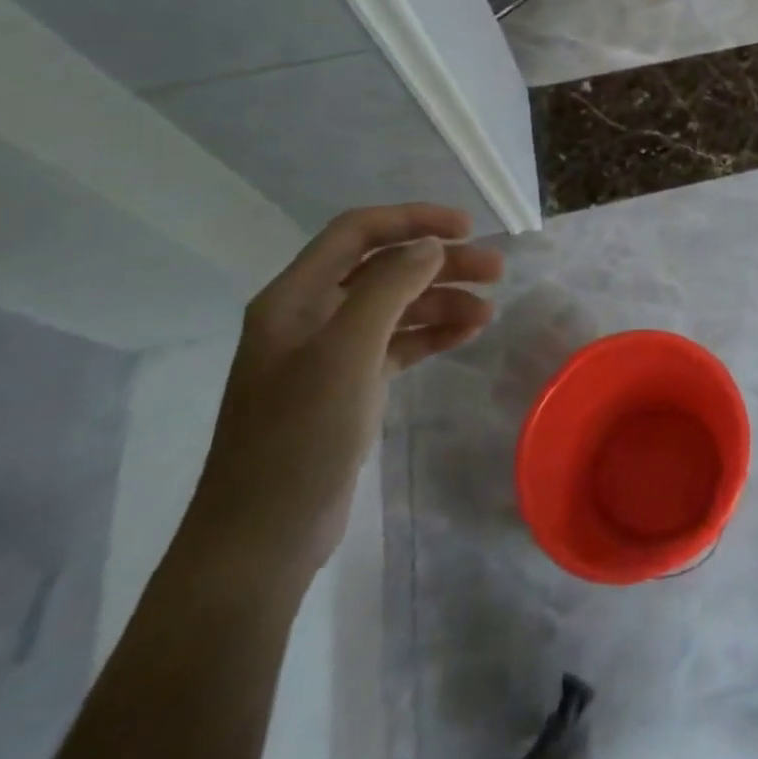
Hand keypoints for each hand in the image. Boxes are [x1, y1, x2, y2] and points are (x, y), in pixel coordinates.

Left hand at [179, 204, 502, 583]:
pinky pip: (397, 343)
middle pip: (384, 267)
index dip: (413, 219)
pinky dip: (432, 334)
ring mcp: (328, 353)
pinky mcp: (347, 386)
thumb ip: (390, 287)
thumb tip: (430, 245)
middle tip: (496, 270)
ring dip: (443, 300)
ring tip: (489, 311)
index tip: (467, 228)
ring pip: (396, 306)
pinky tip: (467, 334)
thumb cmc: (300, 436)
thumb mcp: (348, 352)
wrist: (262, 538)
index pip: (358, 231)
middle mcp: (310, 316)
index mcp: (295, 297)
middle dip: (441, 263)